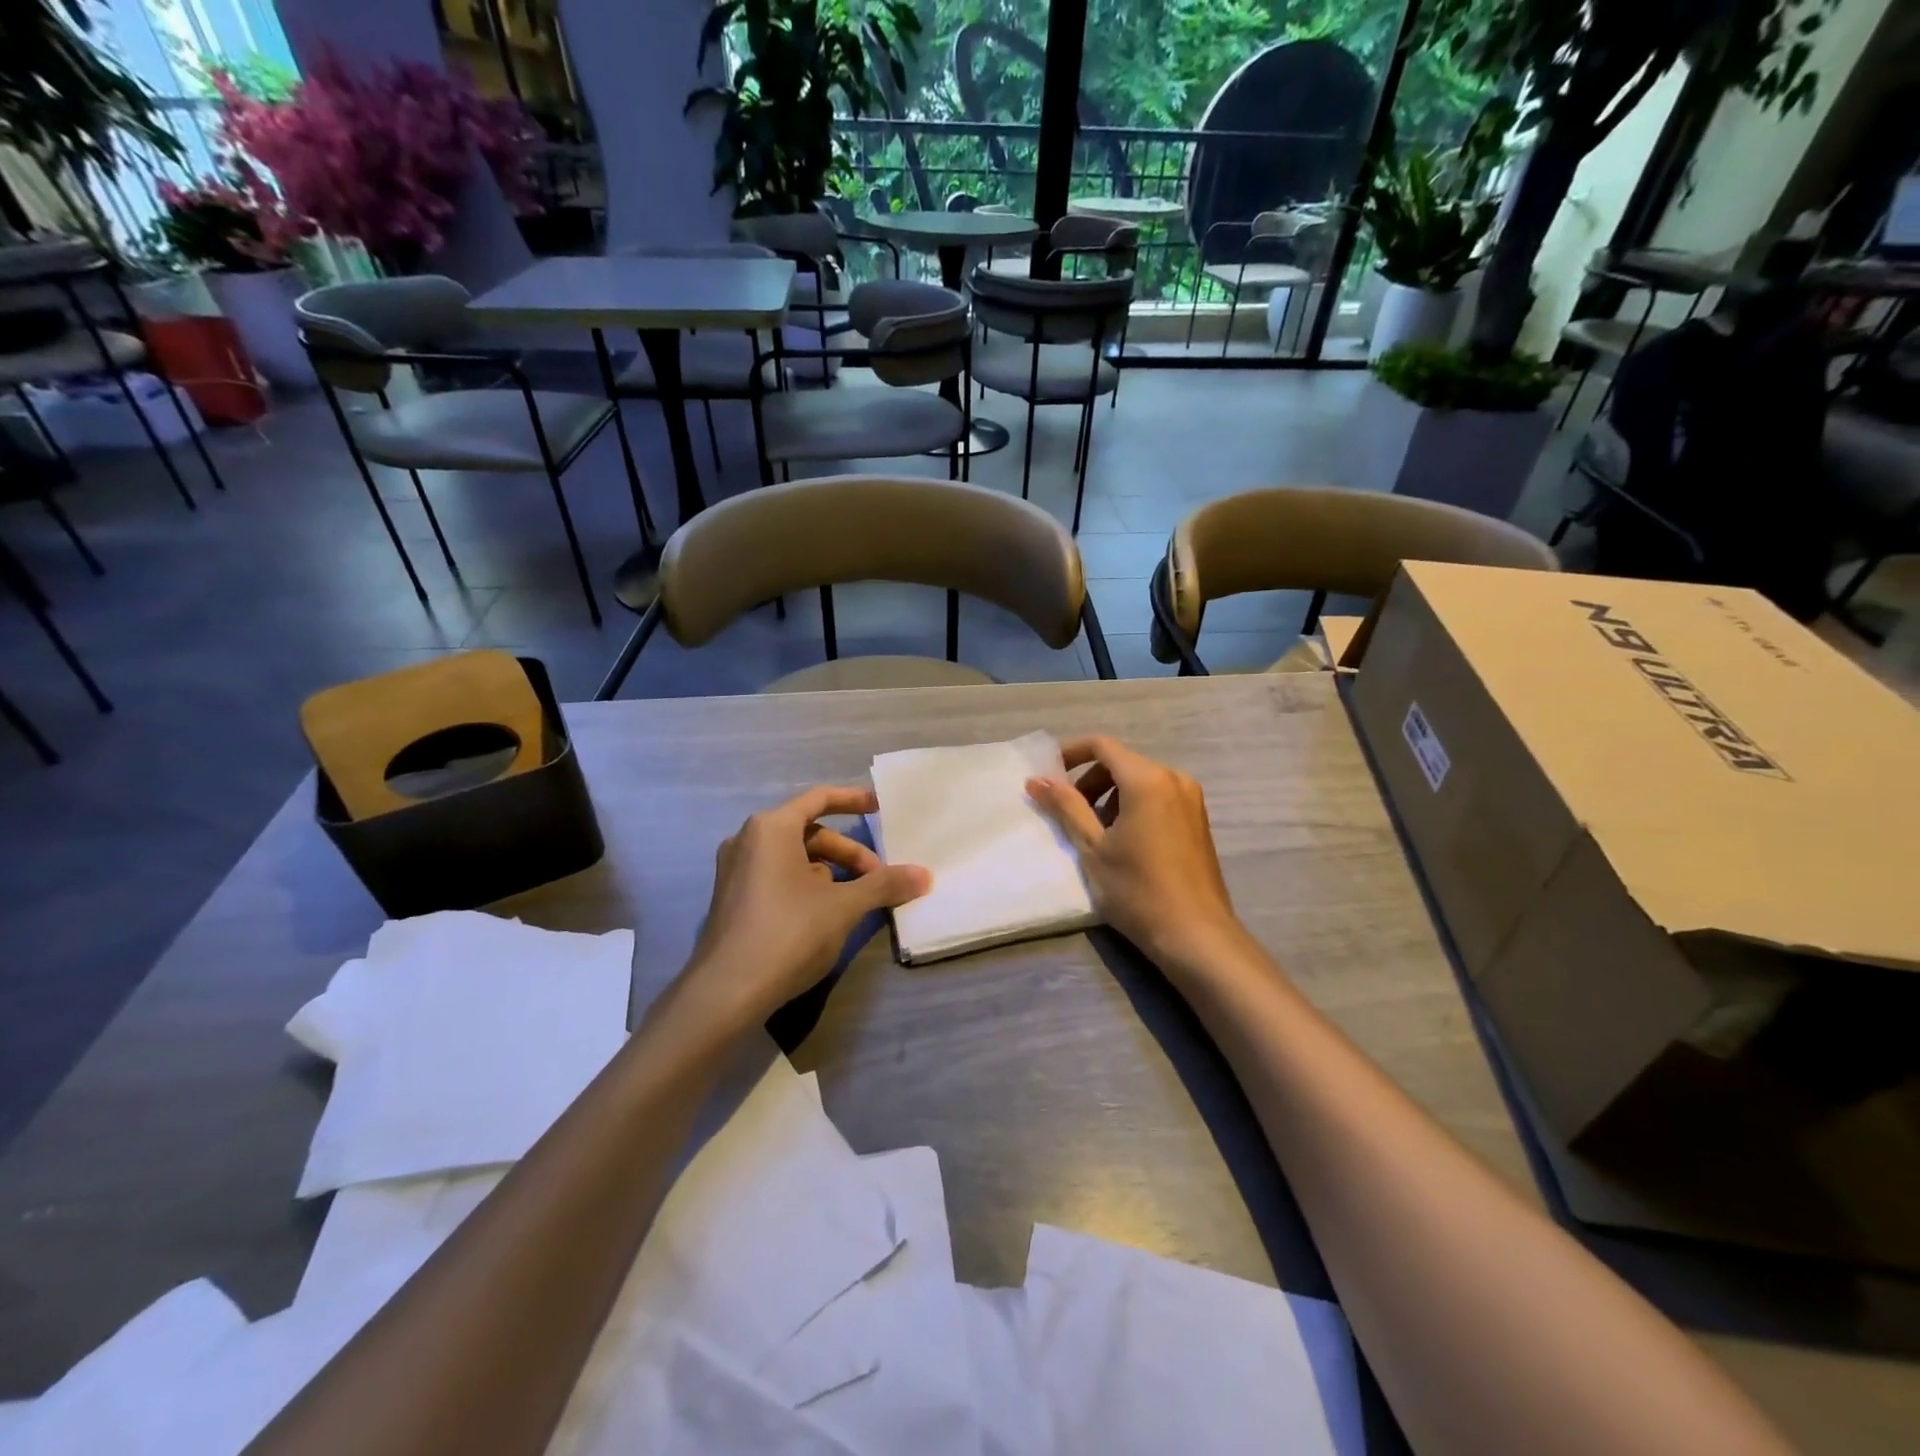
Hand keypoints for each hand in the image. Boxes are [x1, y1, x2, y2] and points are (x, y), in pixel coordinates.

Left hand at [676, 786, 930, 1026]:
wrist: (726, 992)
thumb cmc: (788, 933)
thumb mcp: (844, 906)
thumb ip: (883, 885)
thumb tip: (924, 875)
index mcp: (771, 828)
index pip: (819, 799)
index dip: (853, 800)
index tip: (881, 807)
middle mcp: (748, 840)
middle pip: (810, 833)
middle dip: (848, 853)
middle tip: (878, 879)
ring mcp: (735, 871)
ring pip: (794, 858)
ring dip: (830, 872)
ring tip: (856, 900)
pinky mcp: (733, 899)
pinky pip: (777, 877)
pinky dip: (806, 885)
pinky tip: (826, 914)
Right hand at [1027, 737, 1250, 975]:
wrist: (1196, 934)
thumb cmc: (1137, 889)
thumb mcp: (1092, 847)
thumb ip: (1065, 806)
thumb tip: (1036, 780)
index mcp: (1147, 779)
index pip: (1102, 746)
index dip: (1070, 753)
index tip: (1048, 775)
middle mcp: (1173, 778)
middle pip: (1122, 762)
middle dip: (1090, 780)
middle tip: (1068, 812)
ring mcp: (1191, 799)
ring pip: (1140, 780)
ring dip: (1110, 795)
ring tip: (1095, 833)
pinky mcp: (1198, 819)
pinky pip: (1158, 797)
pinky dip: (1133, 806)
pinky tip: (1124, 841)